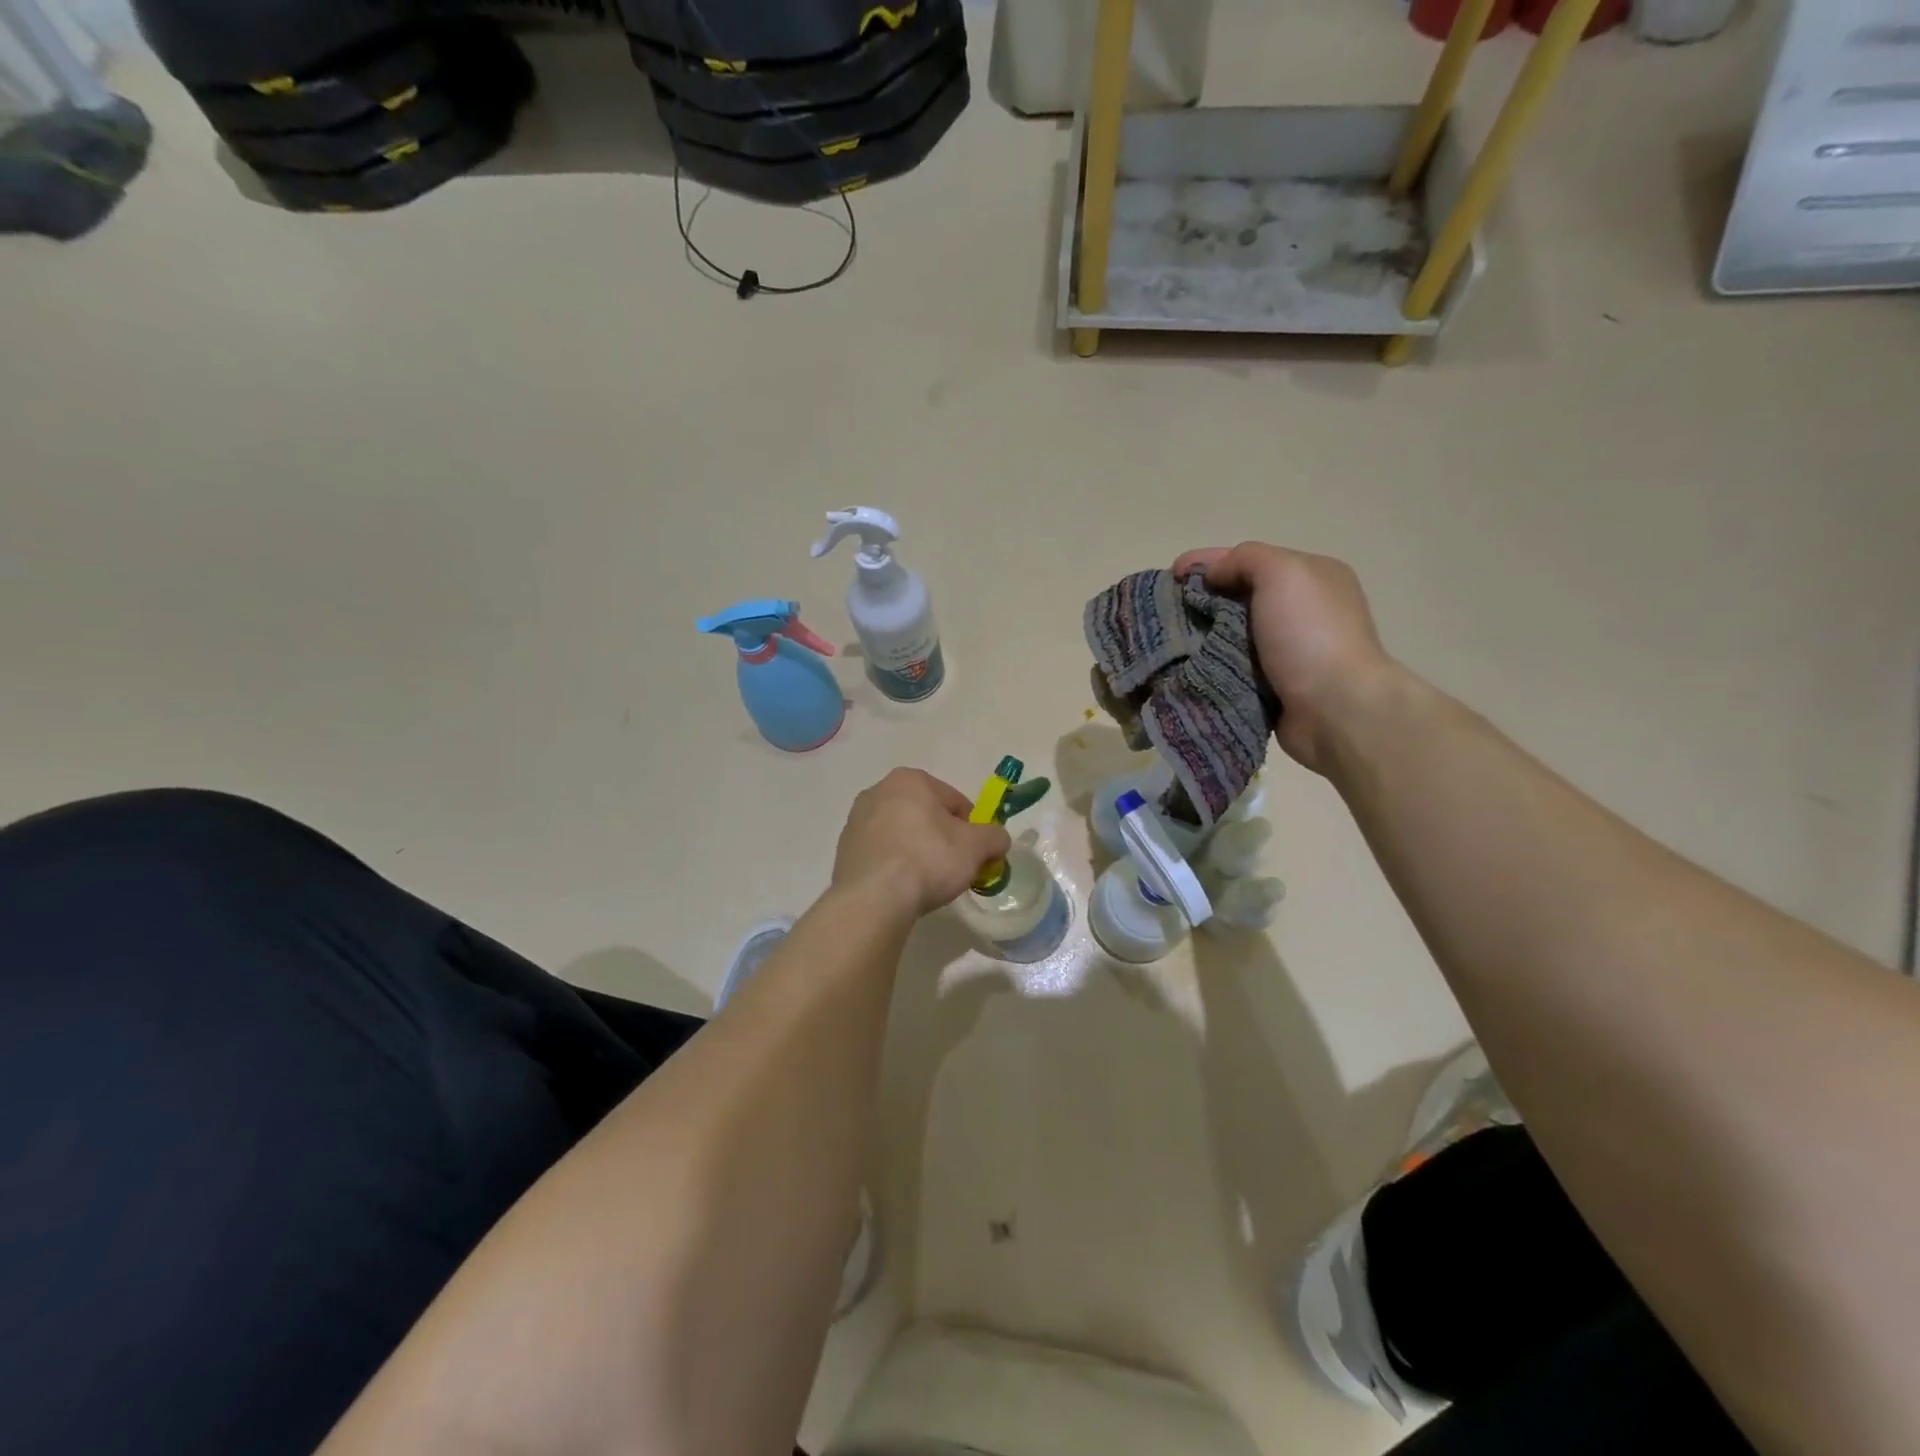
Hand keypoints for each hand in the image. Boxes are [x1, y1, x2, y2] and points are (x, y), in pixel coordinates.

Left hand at [831, 768, 1012, 918]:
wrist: (874, 898)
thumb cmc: (929, 859)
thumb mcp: (977, 847)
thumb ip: (995, 837)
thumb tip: (997, 840)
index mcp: (909, 780)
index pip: (954, 800)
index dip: (971, 828)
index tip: (974, 853)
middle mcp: (877, 791)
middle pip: (925, 815)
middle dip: (941, 838)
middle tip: (952, 868)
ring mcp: (856, 821)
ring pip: (902, 834)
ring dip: (917, 851)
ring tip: (926, 882)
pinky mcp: (844, 851)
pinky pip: (881, 854)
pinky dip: (894, 866)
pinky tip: (902, 888)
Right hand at [1173, 542, 1401, 774]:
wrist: (1336, 710)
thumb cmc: (1310, 635)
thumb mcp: (1283, 574)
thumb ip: (1246, 559)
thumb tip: (1215, 576)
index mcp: (1311, 577)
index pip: (1249, 560)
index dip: (1207, 563)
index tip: (1170, 575)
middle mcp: (1302, 611)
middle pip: (1239, 597)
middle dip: (1201, 600)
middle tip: (1165, 611)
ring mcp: (1289, 651)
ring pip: (1232, 634)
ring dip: (1201, 636)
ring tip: (1167, 642)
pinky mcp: (1274, 686)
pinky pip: (1233, 668)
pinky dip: (1211, 666)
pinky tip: (1186, 667)